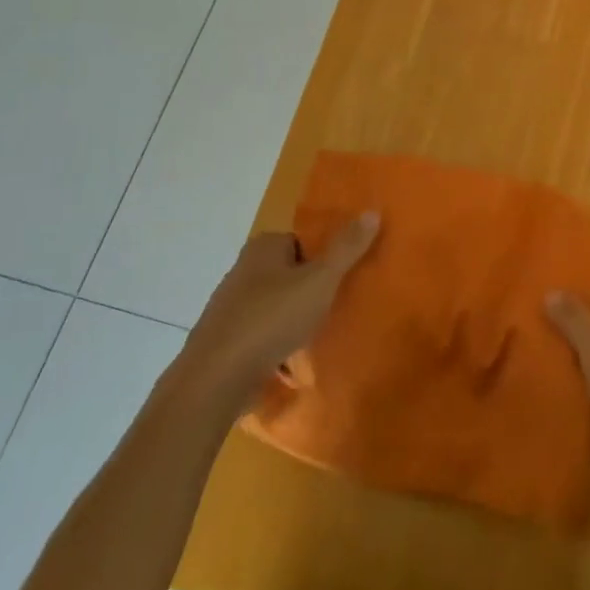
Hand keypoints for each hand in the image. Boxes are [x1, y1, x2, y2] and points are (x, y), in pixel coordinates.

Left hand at [186, 214, 379, 409]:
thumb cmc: (272, 318)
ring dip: (295, 320)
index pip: (303, 241)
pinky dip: (278, 344)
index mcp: (263, 247)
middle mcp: (243, 269)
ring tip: (320, 336)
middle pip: (290, 273)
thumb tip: (373, 210)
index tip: (344, 278)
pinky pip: (262, 335)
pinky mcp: (226, 340)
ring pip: (277, 306)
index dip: (325, 258)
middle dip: (311, 290)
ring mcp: (231, 306)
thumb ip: (347, 248)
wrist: (216, 378)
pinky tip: (293, 362)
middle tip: (338, 307)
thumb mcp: (320, 280)